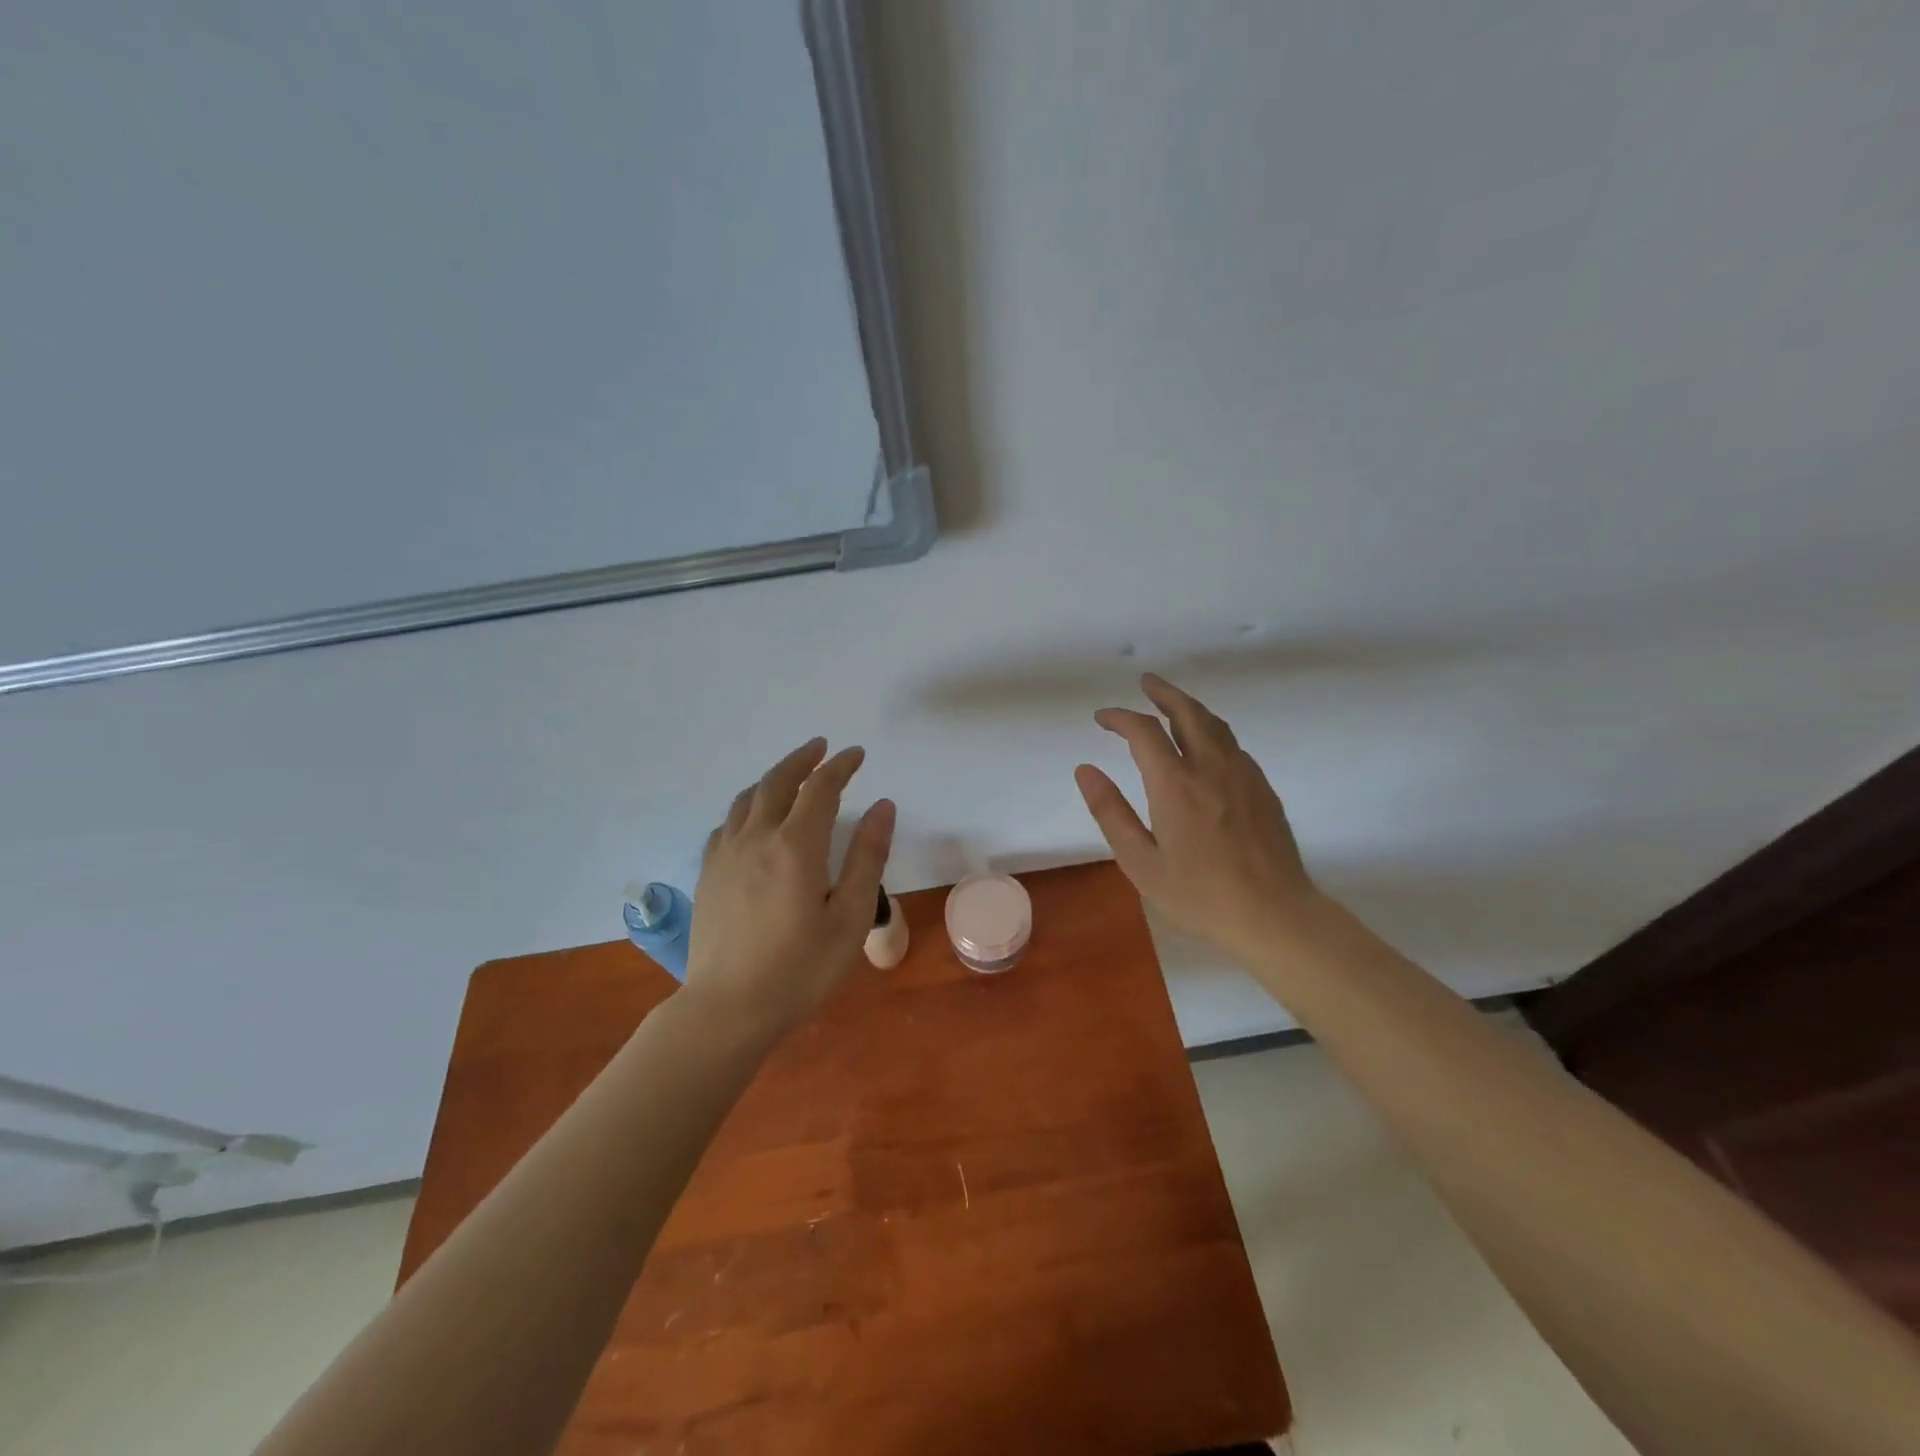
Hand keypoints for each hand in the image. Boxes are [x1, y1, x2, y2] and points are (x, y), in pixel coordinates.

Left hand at [687, 738, 895, 1039]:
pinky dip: (746, 808)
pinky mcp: (707, 874)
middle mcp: (756, 838)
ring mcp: (725, 855)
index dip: (840, 766)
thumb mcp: (850, 917)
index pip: (821, 788)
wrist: (728, 1009)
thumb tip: (883, 807)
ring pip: (747, 799)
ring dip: (772, 778)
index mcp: (796, 846)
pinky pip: (726, 825)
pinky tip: (752, 821)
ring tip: (790, 775)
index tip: (857, 755)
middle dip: (803, 760)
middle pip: (778, 782)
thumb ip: (867, 858)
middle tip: (821, 747)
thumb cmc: (800, 968)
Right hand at [1075, 674, 1321, 964]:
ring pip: (1215, 724)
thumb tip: (1085, 770)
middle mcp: (1210, 767)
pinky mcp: (1263, 788)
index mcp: (1175, 784)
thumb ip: (1111, 812)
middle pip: (1187, 712)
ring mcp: (1243, 775)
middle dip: (1162, 693)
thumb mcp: (1141, 862)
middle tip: (1146, 682)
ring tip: (1172, 704)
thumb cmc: (1199, 894)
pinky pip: (1233, 744)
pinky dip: (1212, 730)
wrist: (1274, 914)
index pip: (1144, 732)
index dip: (1120, 717)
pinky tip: (1207, 744)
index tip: (1102, 718)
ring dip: (1190, 707)